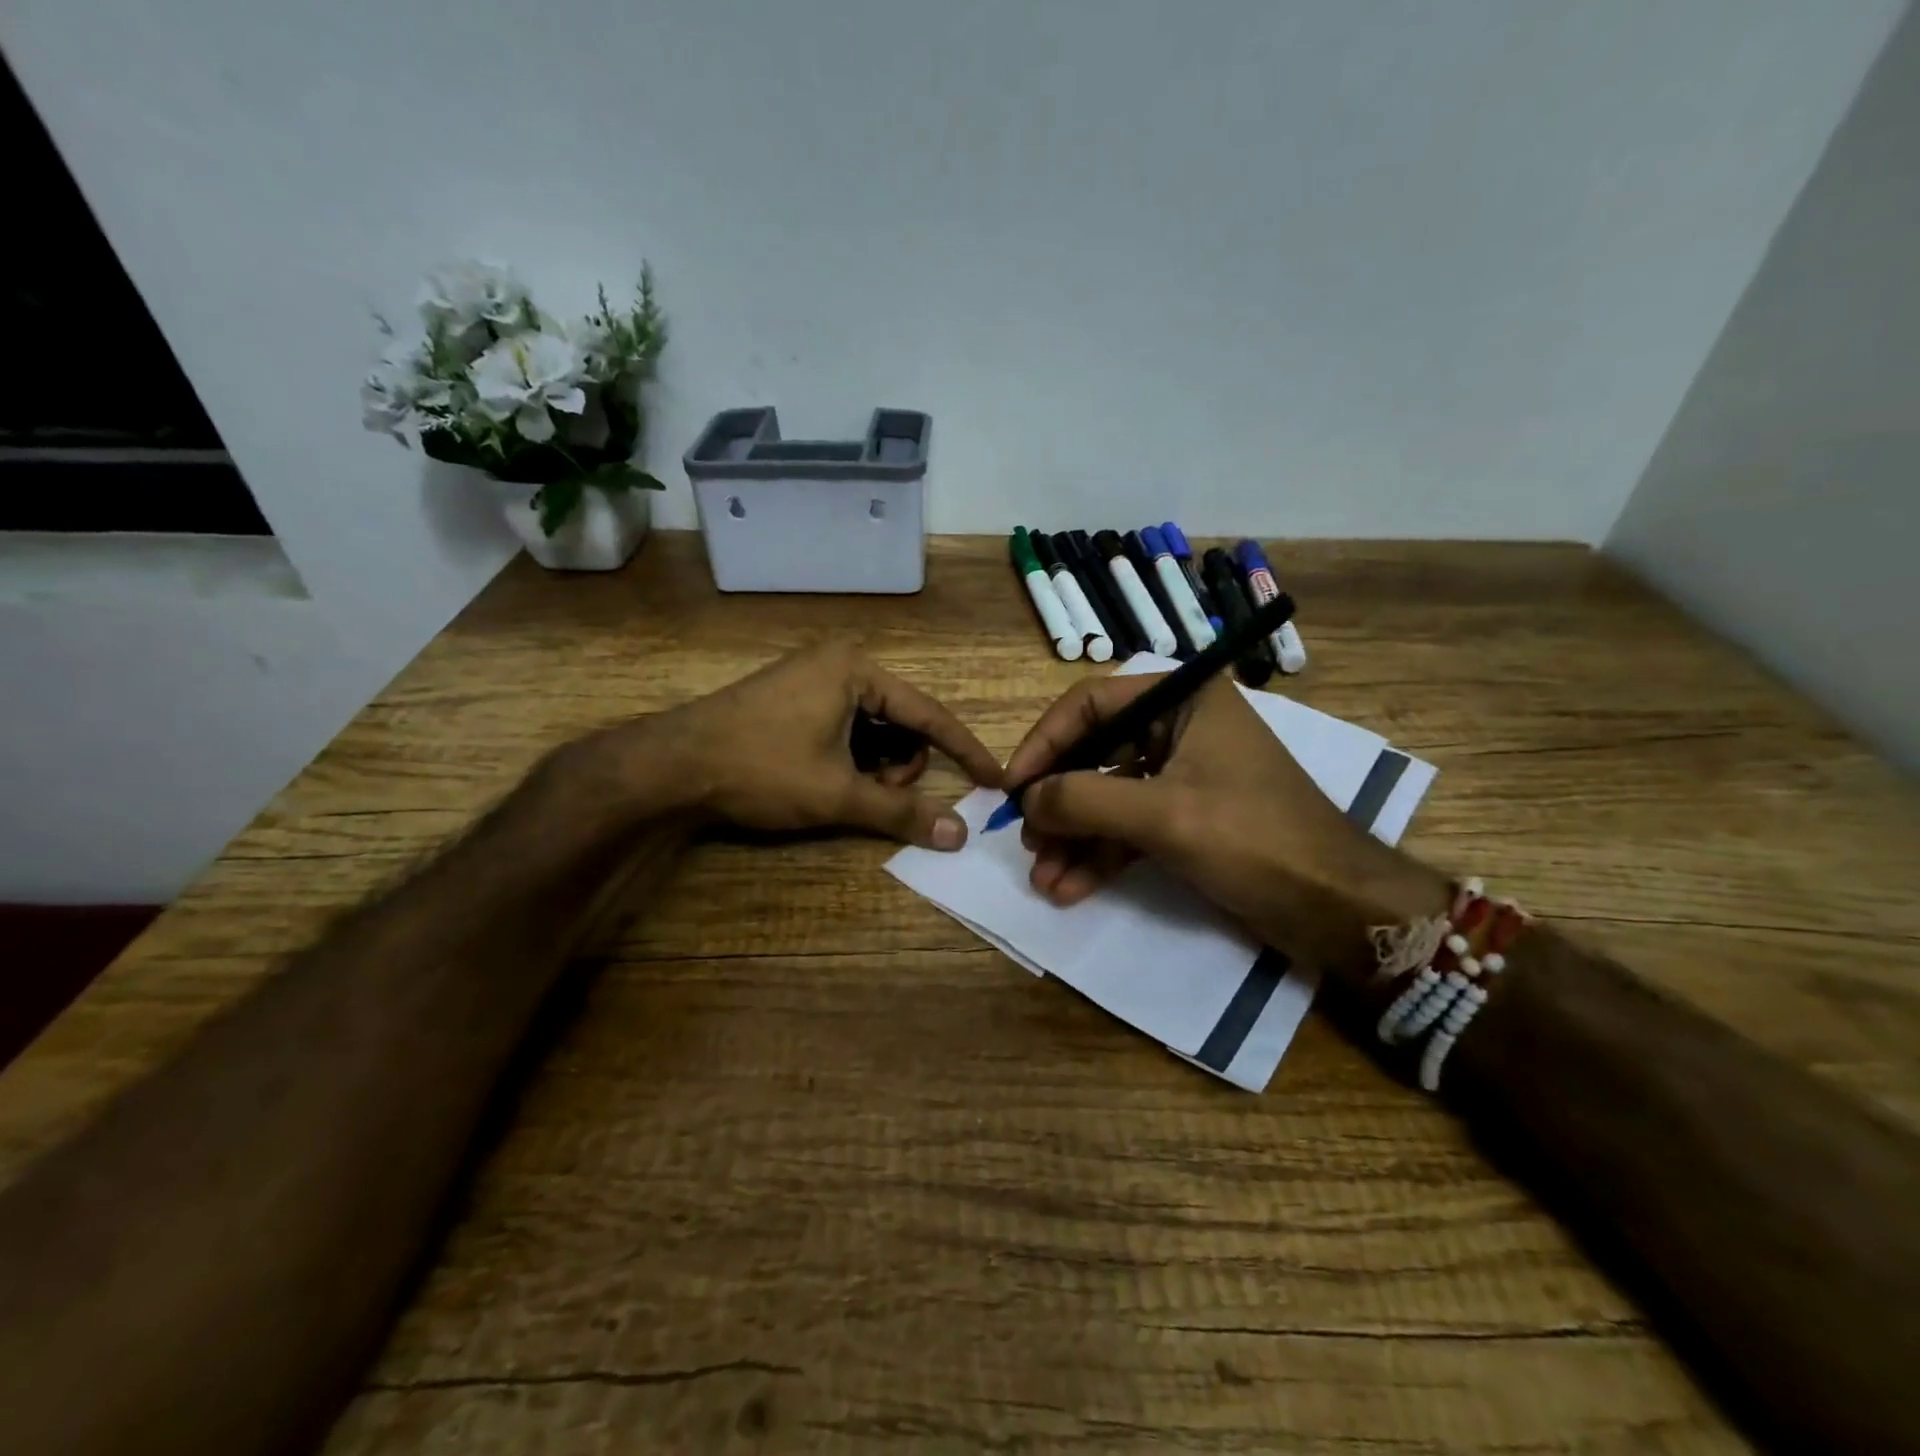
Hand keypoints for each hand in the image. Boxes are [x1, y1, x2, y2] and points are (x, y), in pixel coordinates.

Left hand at [601, 641, 1000, 849]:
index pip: (929, 714)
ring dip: (874, 764)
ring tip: (846, 789)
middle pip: (901, 721)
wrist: (671, 765)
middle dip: (900, 764)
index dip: (964, 751)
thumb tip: (959, 835)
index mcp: (857, 670)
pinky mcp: (793, 698)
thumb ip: (900, 812)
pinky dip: (850, 756)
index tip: (995, 779)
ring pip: (873, 727)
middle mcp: (840, 664)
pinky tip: (827, 778)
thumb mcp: (836, 793)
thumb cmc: (760, 768)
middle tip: (875, 794)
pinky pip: (845, 726)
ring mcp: (813, 678)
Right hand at [1004, 673, 1448, 975]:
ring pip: (1109, 797)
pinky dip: (1100, 855)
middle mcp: (1181, 729)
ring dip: (1074, 838)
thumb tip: (1025, 799)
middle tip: (1026, 838)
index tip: (1013, 786)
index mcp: (1184, 700)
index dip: (1046, 742)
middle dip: (1059, 802)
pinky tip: (1069, 887)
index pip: (1092, 704)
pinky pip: (1129, 828)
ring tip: (1043, 877)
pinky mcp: (1187, 819)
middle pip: (1095, 754)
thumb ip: (1084, 801)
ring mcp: (1184, 776)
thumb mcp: (1163, 816)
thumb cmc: (1254, 840)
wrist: (1337, 908)